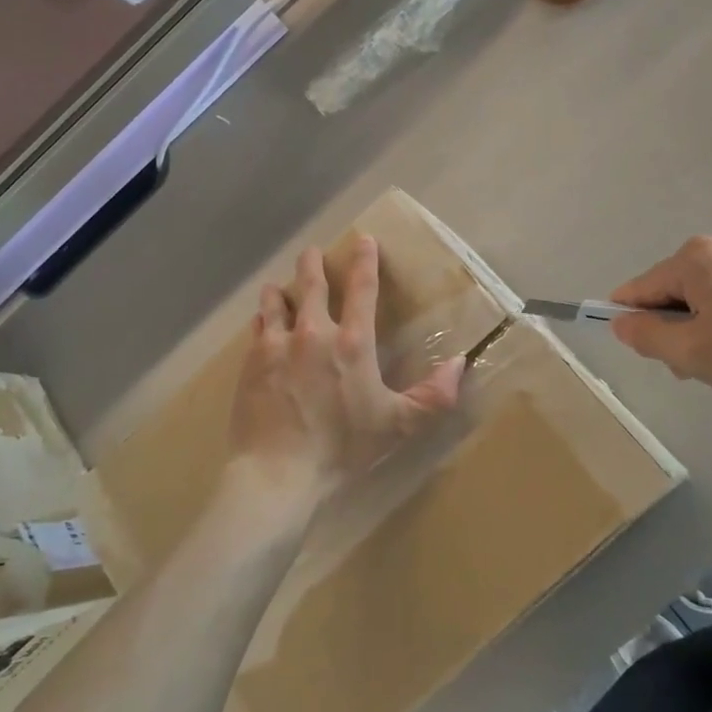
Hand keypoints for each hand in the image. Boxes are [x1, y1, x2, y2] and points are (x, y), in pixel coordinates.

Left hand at [229, 236, 464, 495]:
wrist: (277, 471)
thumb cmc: (342, 447)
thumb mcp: (397, 425)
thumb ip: (433, 396)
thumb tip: (460, 364)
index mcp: (351, 342)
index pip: (362, 288)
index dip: (364, 260)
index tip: (363, 239)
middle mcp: (312, 332)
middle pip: (311, 284)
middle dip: (313, 264)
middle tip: (313, 252)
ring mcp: (277, 345)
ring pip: (276, 302)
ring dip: (281, 290)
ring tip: (279, 286)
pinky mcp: (251, 363)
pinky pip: (257, 329)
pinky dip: (262, 319)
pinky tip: (261, 322)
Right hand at [608, 234, 711, 404]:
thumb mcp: (690, 354)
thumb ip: (645, 336)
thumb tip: (620, 322)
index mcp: (694, 258)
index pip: (641, 288)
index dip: (632, 320)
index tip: (643, 349)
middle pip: (671, 289)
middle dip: (673, 326)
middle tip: (692, 364)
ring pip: (700, 293)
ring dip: (698, 325)